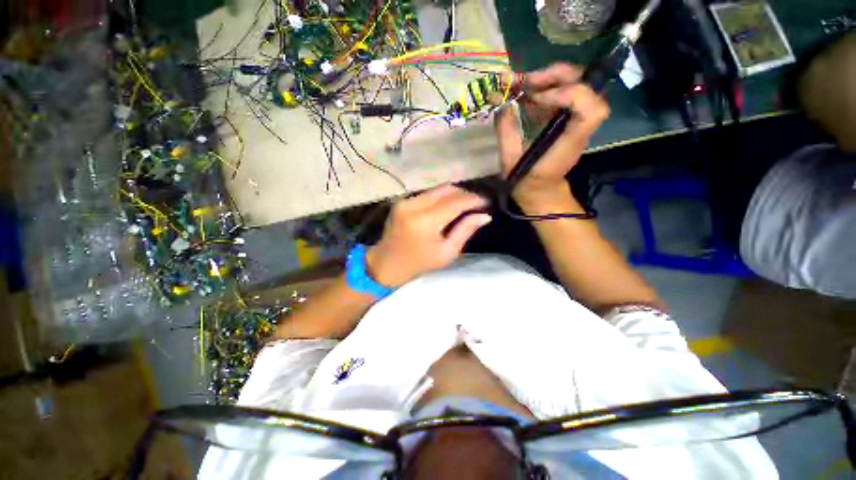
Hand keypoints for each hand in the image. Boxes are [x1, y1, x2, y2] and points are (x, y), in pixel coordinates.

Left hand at [366, 185, 490, 287]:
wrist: (386, 264)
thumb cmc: (419, 263)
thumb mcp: (447, 252)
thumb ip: (465, 230)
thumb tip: (485, 216)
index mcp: (425, 221)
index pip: (455, 202)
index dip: (474, 199)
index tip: (487, 202)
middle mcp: (414, 205)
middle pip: (447, 190)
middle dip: (465, 194)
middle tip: (477, 204)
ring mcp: (405, 201)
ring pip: (437, 189)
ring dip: (454, 194)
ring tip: (465, 205)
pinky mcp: (402, 201)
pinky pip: (428, 194)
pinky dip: (441, 197)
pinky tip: (448, 207)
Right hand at [495, 63, 609, 211]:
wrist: (540, 191)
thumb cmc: (526, 181)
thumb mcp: (510, 161)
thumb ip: (506, 130)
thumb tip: (500, 100)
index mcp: (569, 141)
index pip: (590, 107)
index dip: (567, 93)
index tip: (536, 98)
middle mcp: (578, 126)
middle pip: (585, 85)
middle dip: (555, 75)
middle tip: (526, 81)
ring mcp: (574, 120)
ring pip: (573, 84)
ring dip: (547, 79)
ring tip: (520, 85)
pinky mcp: (566, 119)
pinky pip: (561, 94)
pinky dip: (543, 89)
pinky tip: (524, 95)